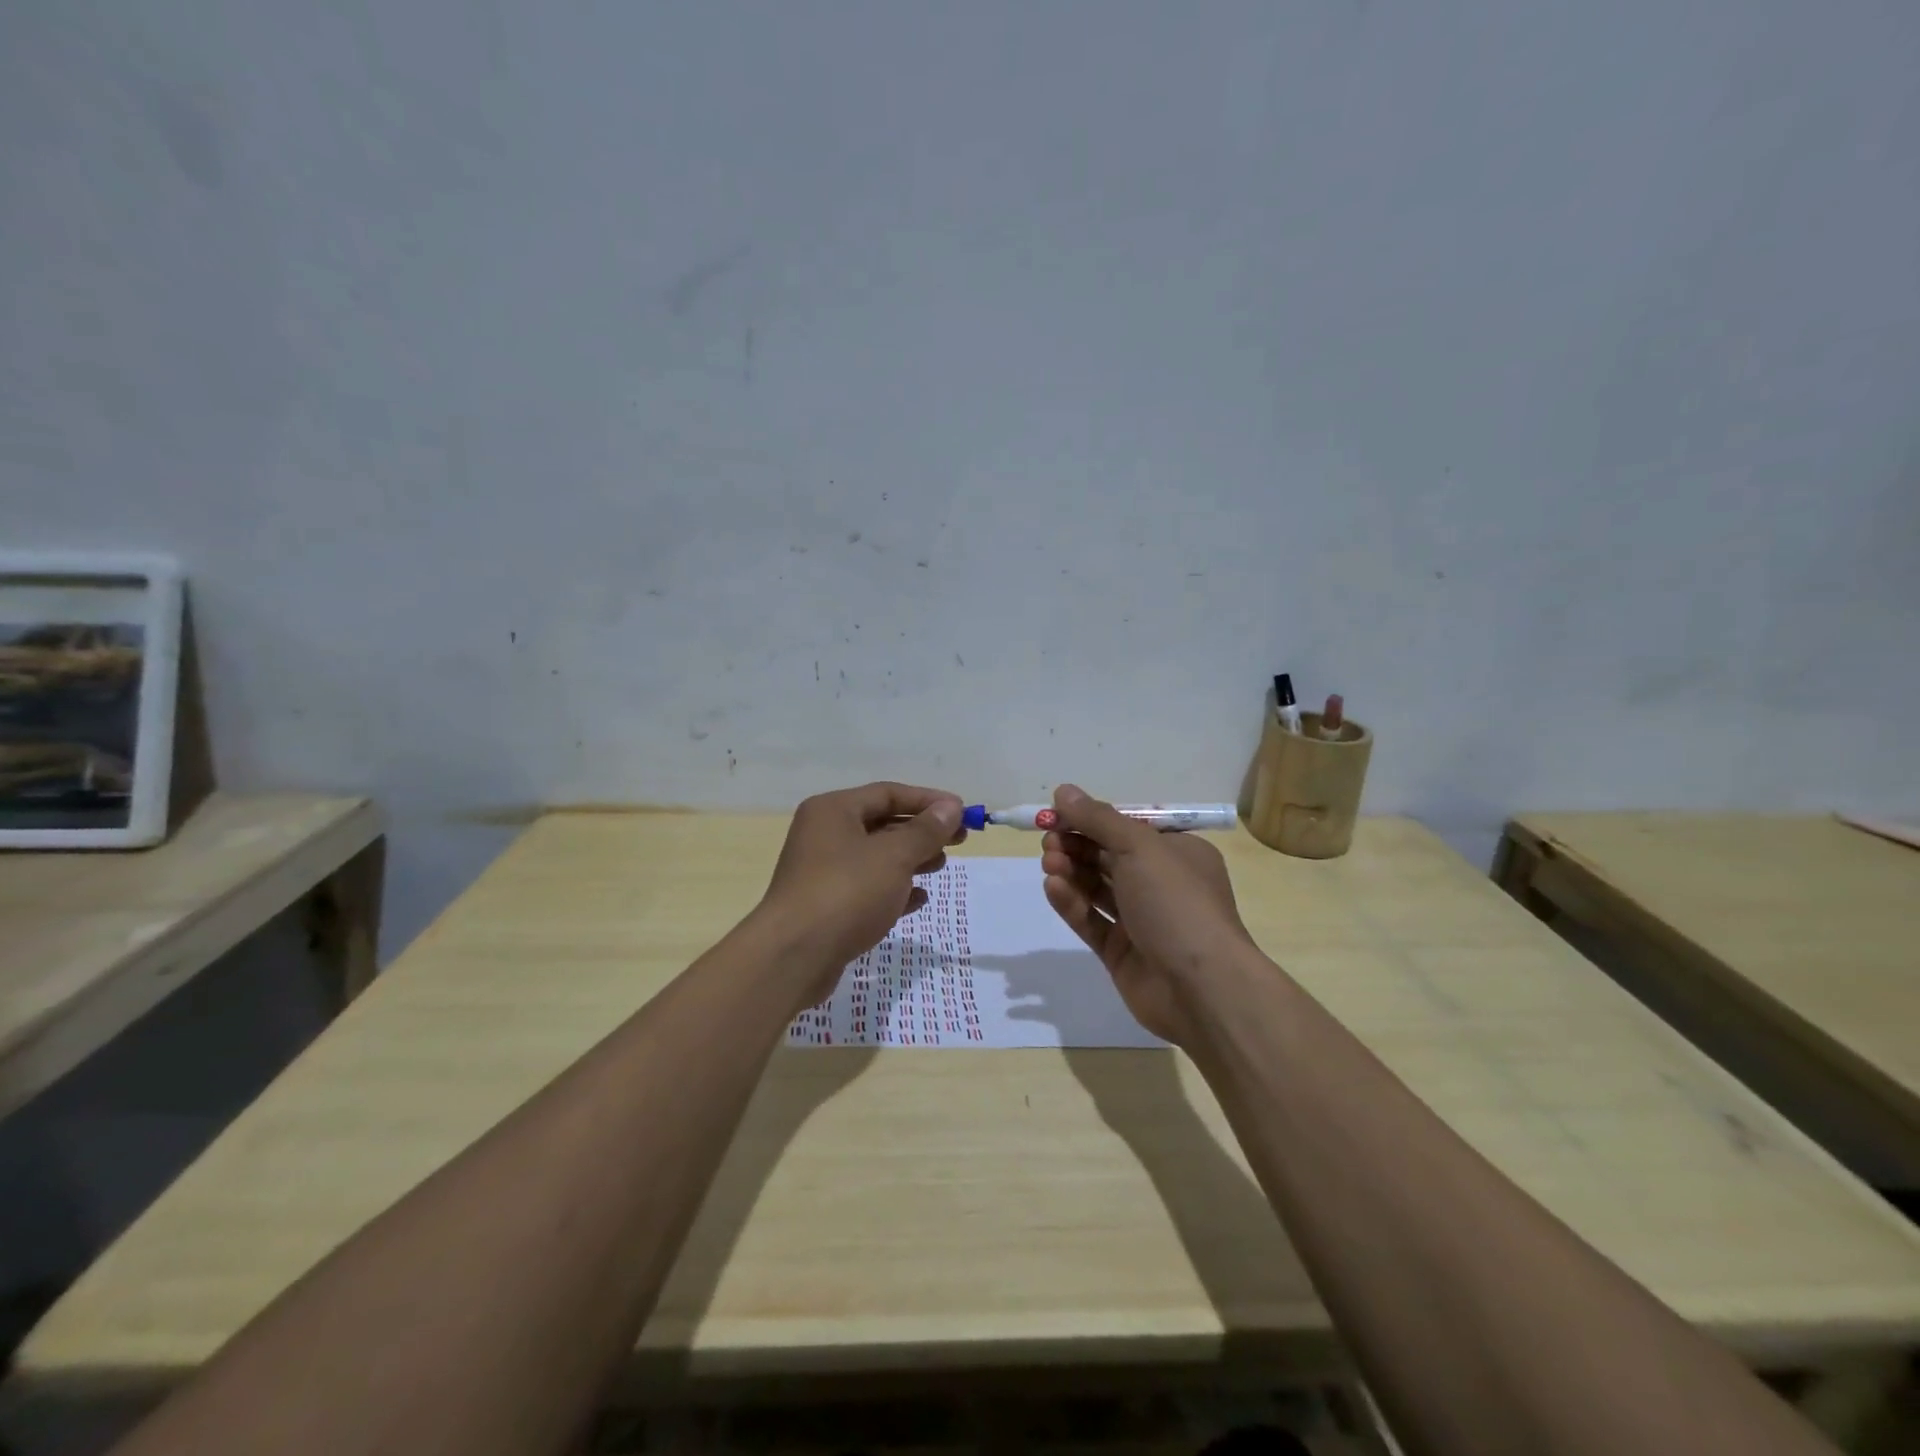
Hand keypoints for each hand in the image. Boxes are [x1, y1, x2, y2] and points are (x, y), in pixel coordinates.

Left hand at [754, 782, 966, 1009]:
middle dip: (922, 831)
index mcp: (833, 811)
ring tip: (941, 866)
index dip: (928, 801)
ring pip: (877, 857)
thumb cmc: (846, 893)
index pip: (888, 793)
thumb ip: (925, 831)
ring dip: (911, 860)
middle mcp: (824, 834)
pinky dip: (894, 890)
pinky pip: (868, 888)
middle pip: (882, 824)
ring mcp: (823, 872)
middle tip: (960, 840)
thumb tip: (952, 807)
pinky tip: (919, 899)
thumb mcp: (893, 856)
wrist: (794, 957)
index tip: (963, 812)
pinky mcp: (828, 906)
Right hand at [1040, 784, 1259, 1045]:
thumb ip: (1098, 819)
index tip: (1056, 814)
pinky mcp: (1121, 952)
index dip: (1091, 819)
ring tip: (1048, 863)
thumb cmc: (1177, 902)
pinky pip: (1091, 920)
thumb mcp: (1139, 847)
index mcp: (1177, 853)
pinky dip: (1072, 903)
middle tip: (1049, 840)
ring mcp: (1141, 920)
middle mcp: (1160, 884)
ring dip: (1071, 871)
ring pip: (1096, 888)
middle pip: (1108, 856)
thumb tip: (1064, 790)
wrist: (1201, 988)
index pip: (1127, 828)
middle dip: (1076, 845)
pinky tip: (1054, 888)